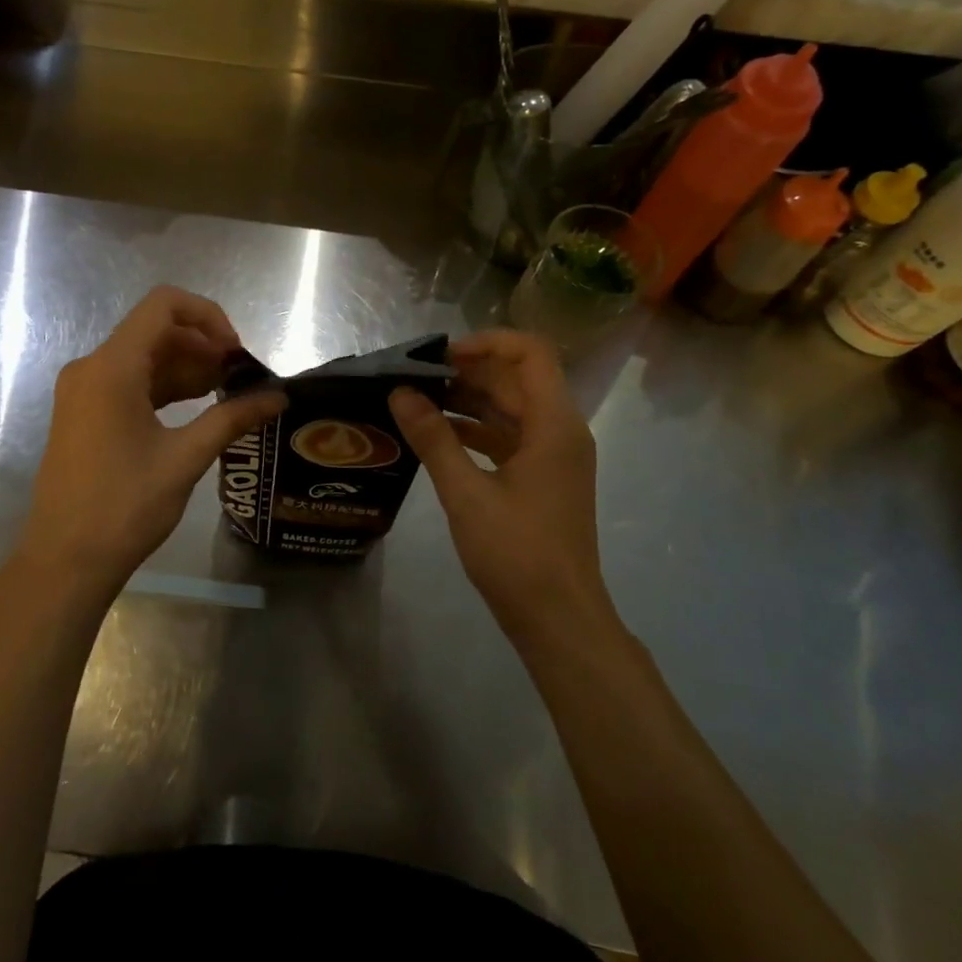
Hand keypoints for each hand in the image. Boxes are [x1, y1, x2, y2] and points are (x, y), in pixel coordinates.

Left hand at [10, 286, 285, 617]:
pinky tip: (197, 408)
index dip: (208, 316)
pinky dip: (165, 388)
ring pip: (144, 358)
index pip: (163, 305)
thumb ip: (233, 418)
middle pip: (155, 331)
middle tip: (240, 378)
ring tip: (227, 395)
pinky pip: (129, 383)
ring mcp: (84, 391)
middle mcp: (92, 368)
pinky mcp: (84, 414)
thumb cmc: (124, 507)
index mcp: (112, 368)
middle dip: (203, 346)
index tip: (236, 352)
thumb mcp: (185, 458)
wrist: (66, 561)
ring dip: (187, 368)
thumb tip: (278, 397)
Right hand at [388, 330, 616, 646]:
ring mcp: (553, 456)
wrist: (558, 619)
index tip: (441, 355)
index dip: (487, 343)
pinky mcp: (542, 478)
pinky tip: (436, 435)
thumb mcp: (466, 493)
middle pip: (517, 379)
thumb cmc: (517, 554)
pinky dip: (475, 430)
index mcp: (554, 425)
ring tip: (417, 401)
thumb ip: (433, 438)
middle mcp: (560, 431)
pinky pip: (508, 437)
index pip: (531, 353)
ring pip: (510, 409)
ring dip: (468, 400)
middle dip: (468, 372)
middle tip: (415, 377)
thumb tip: (400, 393)